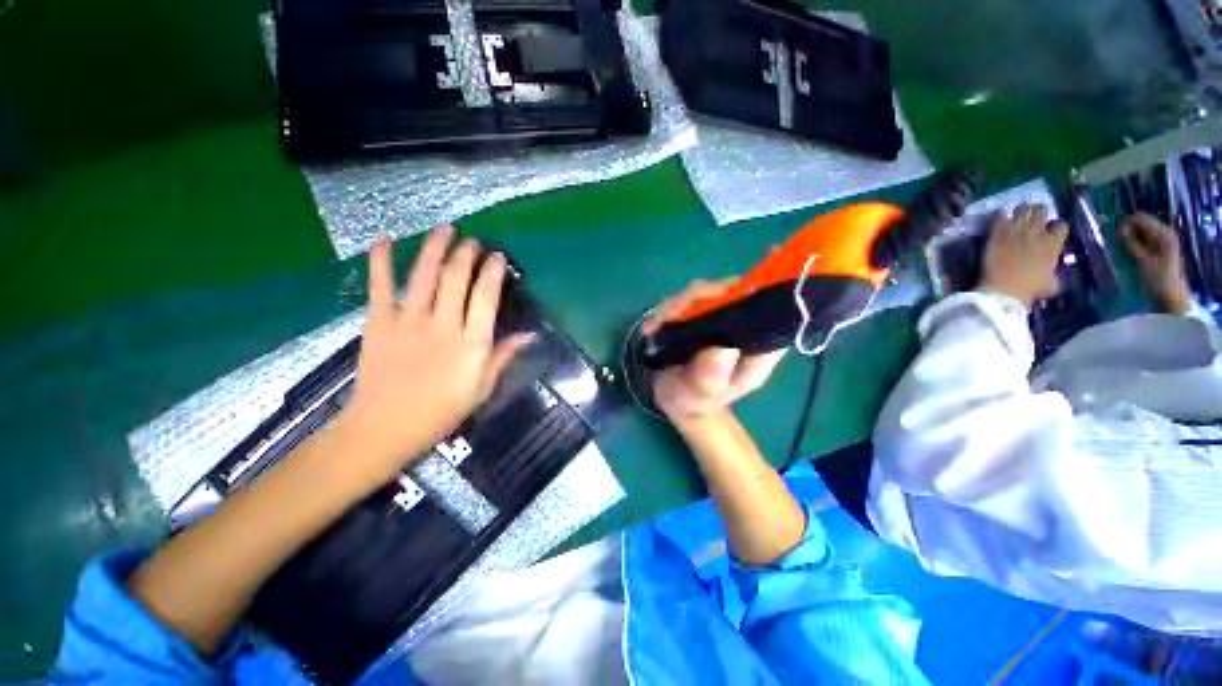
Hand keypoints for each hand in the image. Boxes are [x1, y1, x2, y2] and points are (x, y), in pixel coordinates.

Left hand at [335, 226, 533, 490]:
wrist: (384, 428)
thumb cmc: (441, 412)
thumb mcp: (482, 389)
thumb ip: (503, 357)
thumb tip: (529, 335)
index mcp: (471, 343)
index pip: (486, 297)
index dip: (493, 272)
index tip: (498, 256)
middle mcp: (443, 324)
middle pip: (456, 279)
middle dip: (466, 254)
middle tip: (472, 240)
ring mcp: (408, 321)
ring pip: (424, 275)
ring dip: (435, 248)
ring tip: (444, 229)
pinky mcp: (379, 323)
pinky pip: (379, 287)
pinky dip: (380, 262)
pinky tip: (383, 241)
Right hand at [644, 278, 786, 421]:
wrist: (677, 401)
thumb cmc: (696, 401)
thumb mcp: (701, 396)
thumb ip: (709, 379)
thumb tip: (722, 348)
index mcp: (758, 346)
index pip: (776, 311)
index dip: (774, 285)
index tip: (765, 260)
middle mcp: (743, 327)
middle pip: (734, 293)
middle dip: (702, 297)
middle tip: (669, 314)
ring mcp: (720, 318)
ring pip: (707, 294)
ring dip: (678, 304)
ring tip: (656, 325)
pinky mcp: (700, 316)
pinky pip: (687, 301)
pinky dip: (667, 309)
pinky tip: (652, 326)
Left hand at [979, 204, 1068, 308]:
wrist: (1004, 290)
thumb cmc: (1031, 290)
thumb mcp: (1053, 283)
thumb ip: (1054, 271)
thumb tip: (1052, 270)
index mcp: (1054, 243)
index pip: (1061, 225)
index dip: (1056, 227)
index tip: (1051, 231)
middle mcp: (1037, 232)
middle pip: (1041, 210)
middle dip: (1038, 211)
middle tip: (1032, 217)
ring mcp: (1016, 231)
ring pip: (1022, 209)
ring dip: (1020, 210)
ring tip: (1016, 215)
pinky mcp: (997, 234)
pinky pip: (999, 216)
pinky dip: (999, 215)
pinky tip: (998, 217)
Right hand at [1122, 213, 1192, 314]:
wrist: (1171, 298)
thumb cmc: (1157, 280)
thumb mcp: (1143, 260)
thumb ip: (1132, 243)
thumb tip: (1120, 228)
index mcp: (1163, 233)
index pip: (1141, 218)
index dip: (1127, 223)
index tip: (1114, 232)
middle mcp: (1166, 234)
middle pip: (1144, 224)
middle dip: (1130, 230)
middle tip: (1116, 240)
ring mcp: (1165, 243)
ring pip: (1144, 233)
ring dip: (1132, 237)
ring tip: (1121, 246)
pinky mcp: (1161, 251)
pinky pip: (1146, 240)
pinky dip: (1137, 243)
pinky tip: (1130, 250)